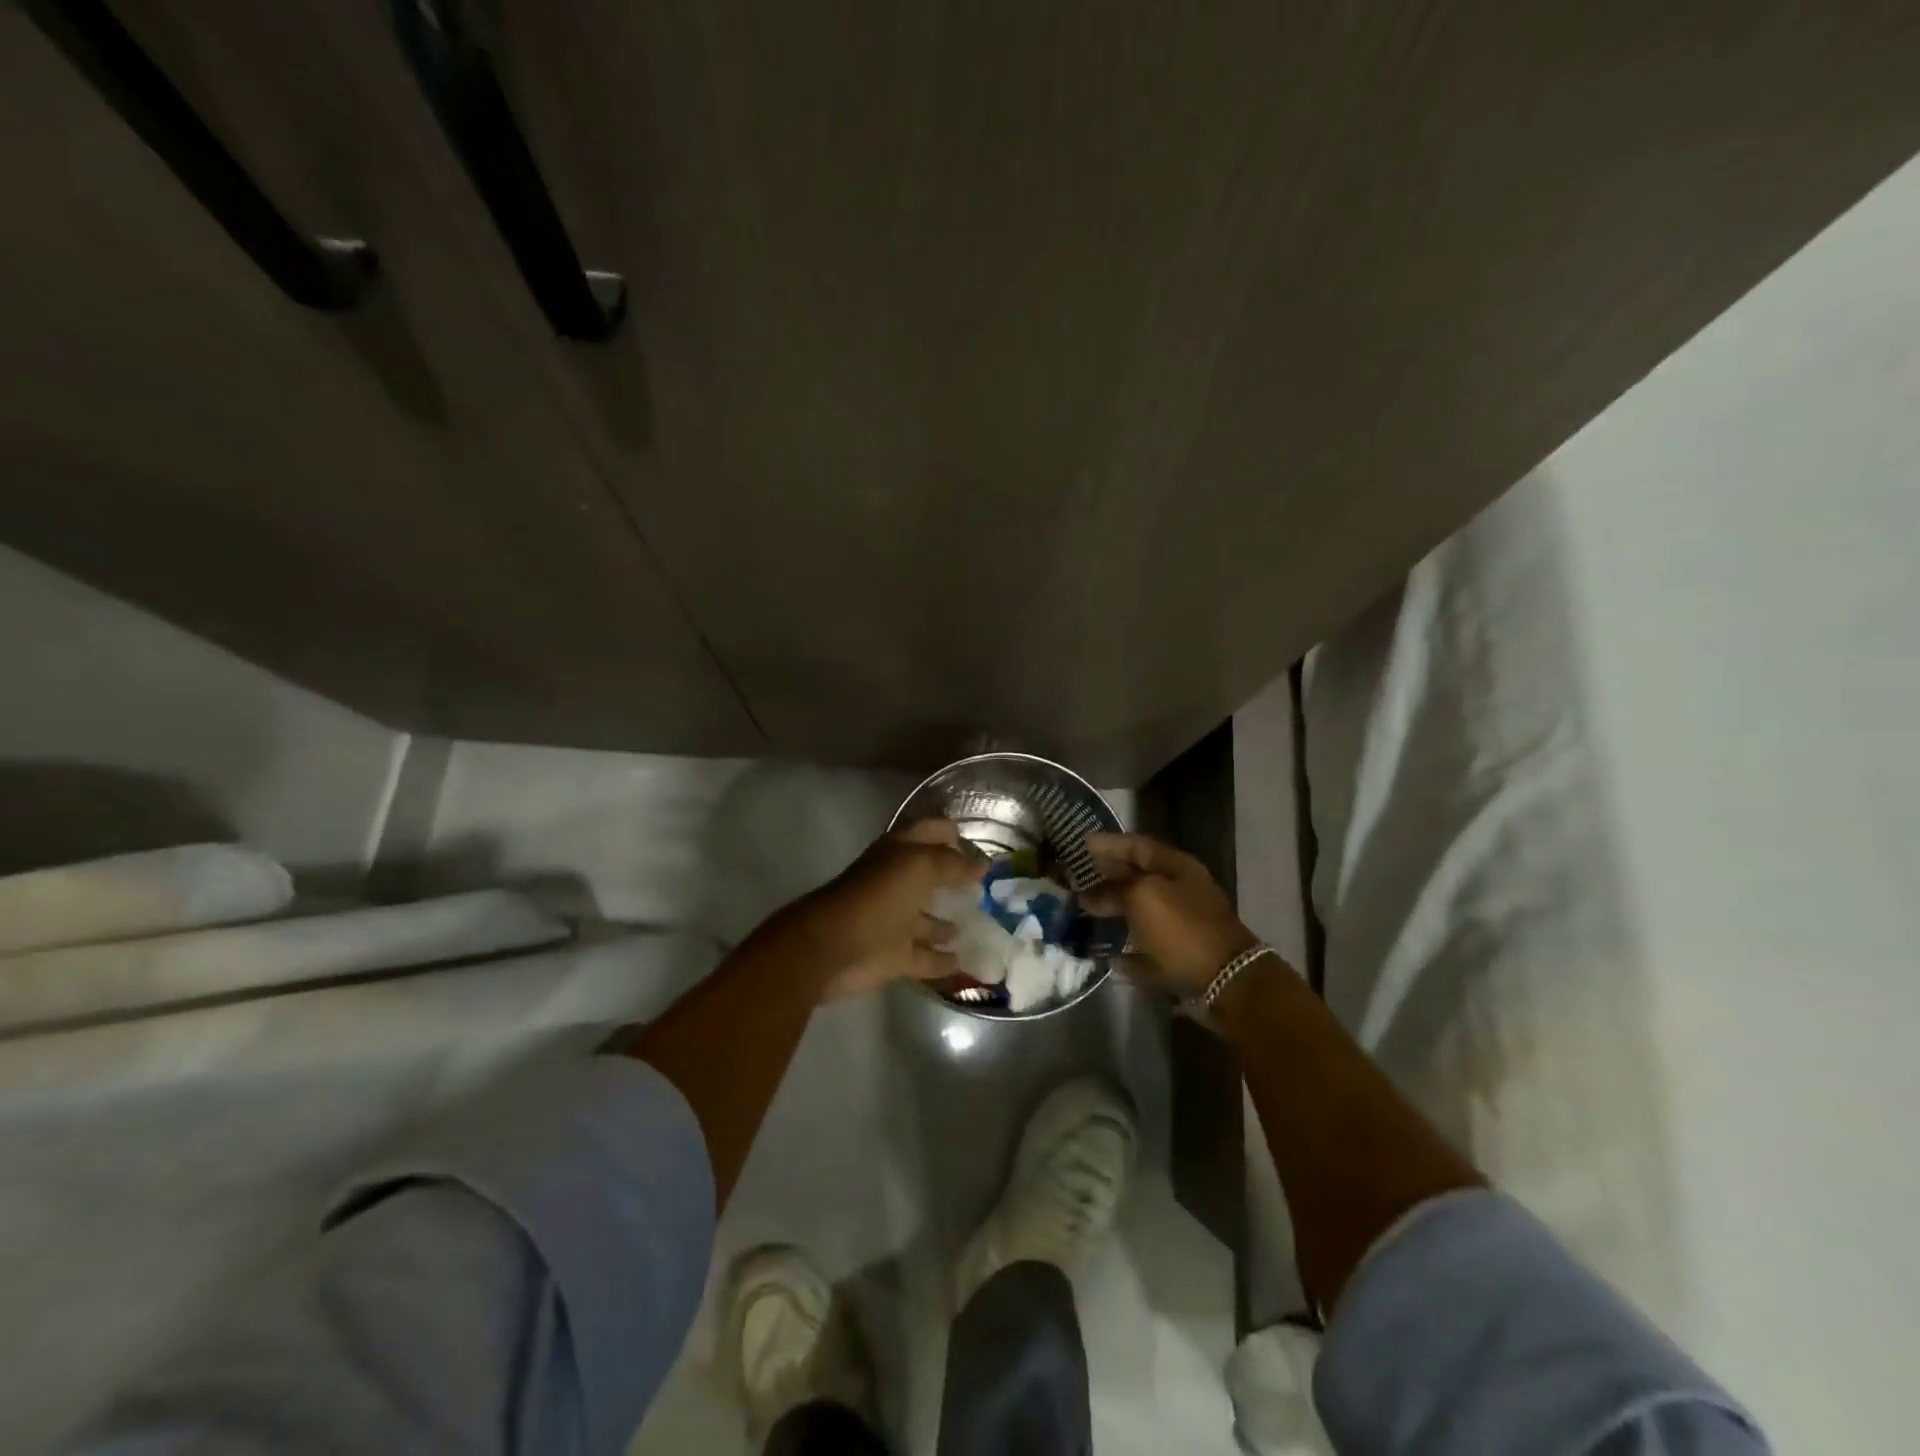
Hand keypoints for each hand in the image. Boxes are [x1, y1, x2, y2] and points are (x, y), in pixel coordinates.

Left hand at [799, 818, 982, 999]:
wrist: (832, 948)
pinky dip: (945, 960)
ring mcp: (895, 922)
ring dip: (951, 922)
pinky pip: (927, 958)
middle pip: (930, 877)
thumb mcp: (919, 866)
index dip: (951, 832)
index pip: (929, 832)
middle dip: (956, 879)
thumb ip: (952, 863)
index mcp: (898, 853)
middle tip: (992, 886)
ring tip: (986, 924)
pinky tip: (970, 961)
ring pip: (929, 920)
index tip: (981, 841)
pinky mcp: (895, 957)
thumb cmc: (877, 897)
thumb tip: (981, 865)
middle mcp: (897, 884)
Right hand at [1081, 832, 1257, 998]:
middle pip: (1140, 880)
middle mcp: (1182, 893)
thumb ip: (1113, 891)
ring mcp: (1184, 927)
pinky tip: (1108, 957)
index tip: (1083, 843)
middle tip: (1078, 878)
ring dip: (1116, 913)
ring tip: (1085, 913)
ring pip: (1143, 915)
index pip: (1138, 846)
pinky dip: (1130, 953)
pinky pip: (1149, 952)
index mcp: (1177, 868)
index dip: (1110, 843)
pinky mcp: (1182, 960)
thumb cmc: (1181, 927)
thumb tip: (1088, 896)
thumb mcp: (1141, 897)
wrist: (1225, 982)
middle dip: (1109, 878)